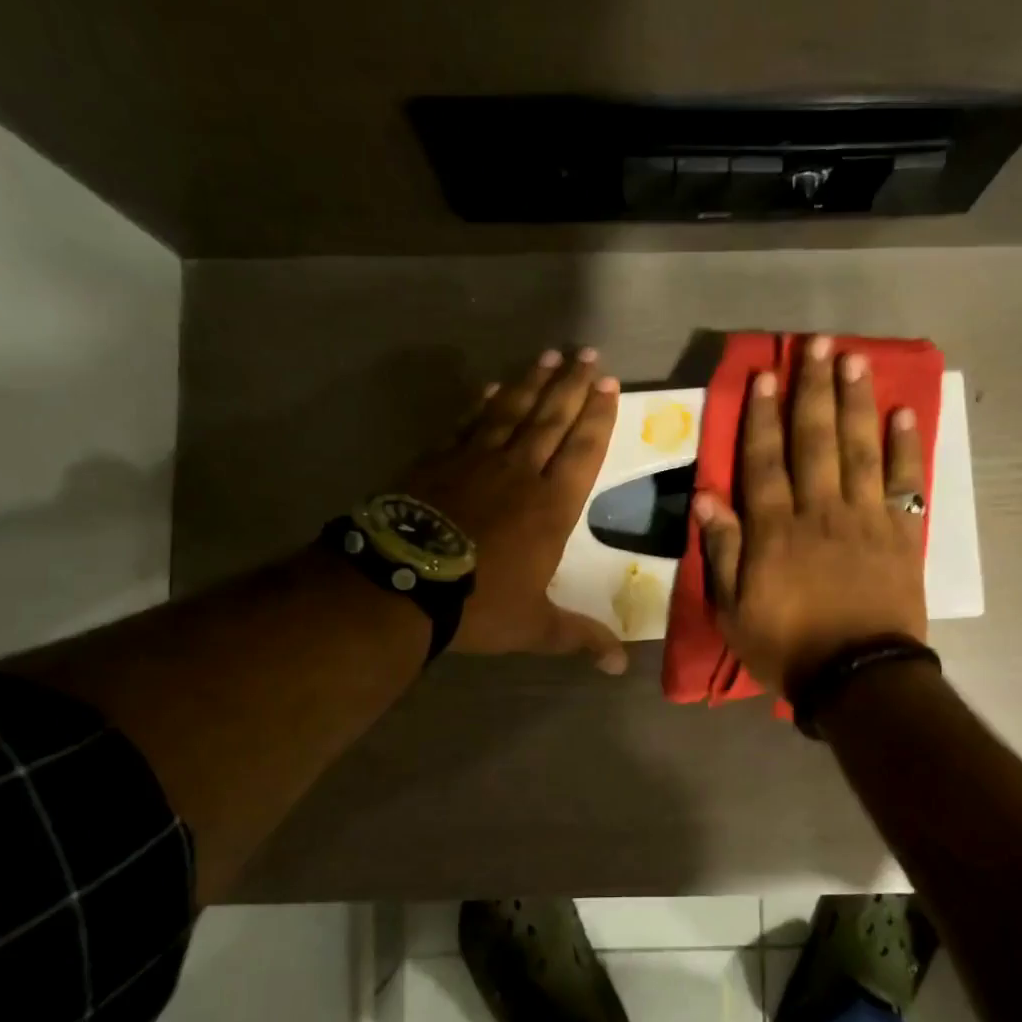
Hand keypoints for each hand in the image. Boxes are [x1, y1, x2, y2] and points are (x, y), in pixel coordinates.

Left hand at [401, 347, 628, 672]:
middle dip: (573, 385)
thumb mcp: (535, 626)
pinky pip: (468, 422)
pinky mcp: (439, 459)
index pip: (583, 450)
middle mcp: (520, 472)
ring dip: (533, 382)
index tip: (608, 385)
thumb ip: (579, 637)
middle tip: (588, 354)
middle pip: (552, 418)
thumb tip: (620, 667)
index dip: (598, 416)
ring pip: (512, 411)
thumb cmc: (478, 603)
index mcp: (551, 506)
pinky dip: (482, 402)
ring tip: (550, 356)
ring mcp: (476, 460)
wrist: (401, 584)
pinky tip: (492, 386)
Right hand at [692, 335, 927, 694]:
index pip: (764, 460)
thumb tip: (706, 496)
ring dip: (855, 402)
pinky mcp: (900, 534)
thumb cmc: (787, 647)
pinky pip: (904, 483)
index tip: (763, 376)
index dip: (761, 416)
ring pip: (859, 449)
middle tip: (816, 345)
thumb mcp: (733, 610)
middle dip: (812, 390)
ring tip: (854, 360)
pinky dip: (905, 449)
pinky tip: (902, 415)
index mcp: (775, 530)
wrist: (858, 678)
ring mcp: (864, 519)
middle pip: (814, 440)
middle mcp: (820, 511)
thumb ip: (721, 551)